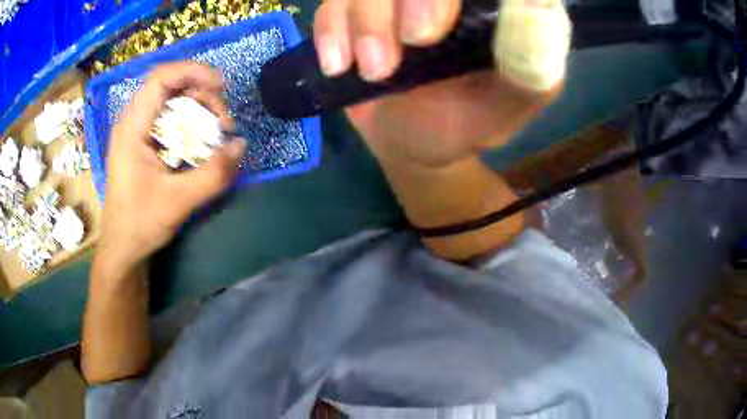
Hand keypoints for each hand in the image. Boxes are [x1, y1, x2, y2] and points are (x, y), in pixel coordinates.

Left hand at [97, 62, 245, 273]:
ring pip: (172, 102)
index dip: (193, 71)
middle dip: (202, 96)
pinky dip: (191, 124)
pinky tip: (202, 143)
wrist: (123, 249)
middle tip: (223, 124)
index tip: (221, 86)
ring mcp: (138, 132)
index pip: (161, 78)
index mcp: (132, 127)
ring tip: (216, 134)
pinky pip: (170, 121)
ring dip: (199, 111)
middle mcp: (133, 122)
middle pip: (171, 87)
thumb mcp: (178, 202)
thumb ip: (212, 174)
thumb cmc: (140, 224)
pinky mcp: (144, 144)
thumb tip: (241, 145)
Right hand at [313, 0, 569, 167]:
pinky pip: (333, 2)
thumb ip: (529, 68)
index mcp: (491, 6)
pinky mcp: (358, 10)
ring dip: (365, 21)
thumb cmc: (463, 125)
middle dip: (403, 0)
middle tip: (405, 49)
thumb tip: (538, 8)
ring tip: (374, 72)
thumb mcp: (506, 108)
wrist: (409, 140)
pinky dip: (331, 29)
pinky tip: (338, 64)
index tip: (430, 30)